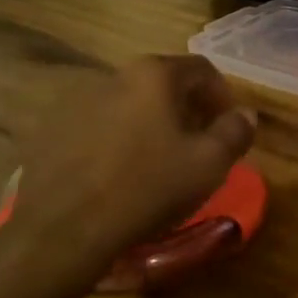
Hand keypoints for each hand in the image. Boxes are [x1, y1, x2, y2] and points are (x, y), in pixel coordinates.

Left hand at [4, 55, 256, 285]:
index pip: (202, 69)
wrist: (63, 229)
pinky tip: (118, 174)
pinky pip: (97, 127)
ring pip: (128, 105)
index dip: (222, 95)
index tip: (229, 126)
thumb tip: (245, 114)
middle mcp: (113, 75)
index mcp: (154, 75)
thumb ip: (235, 132)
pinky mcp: (51, 130)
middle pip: (162, 84)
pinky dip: (116, 140)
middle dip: (186, 109)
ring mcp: (77, 101)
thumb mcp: (208, 164)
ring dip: (149, 124)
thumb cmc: (146, 188)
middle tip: (198, 144)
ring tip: (157, 162)